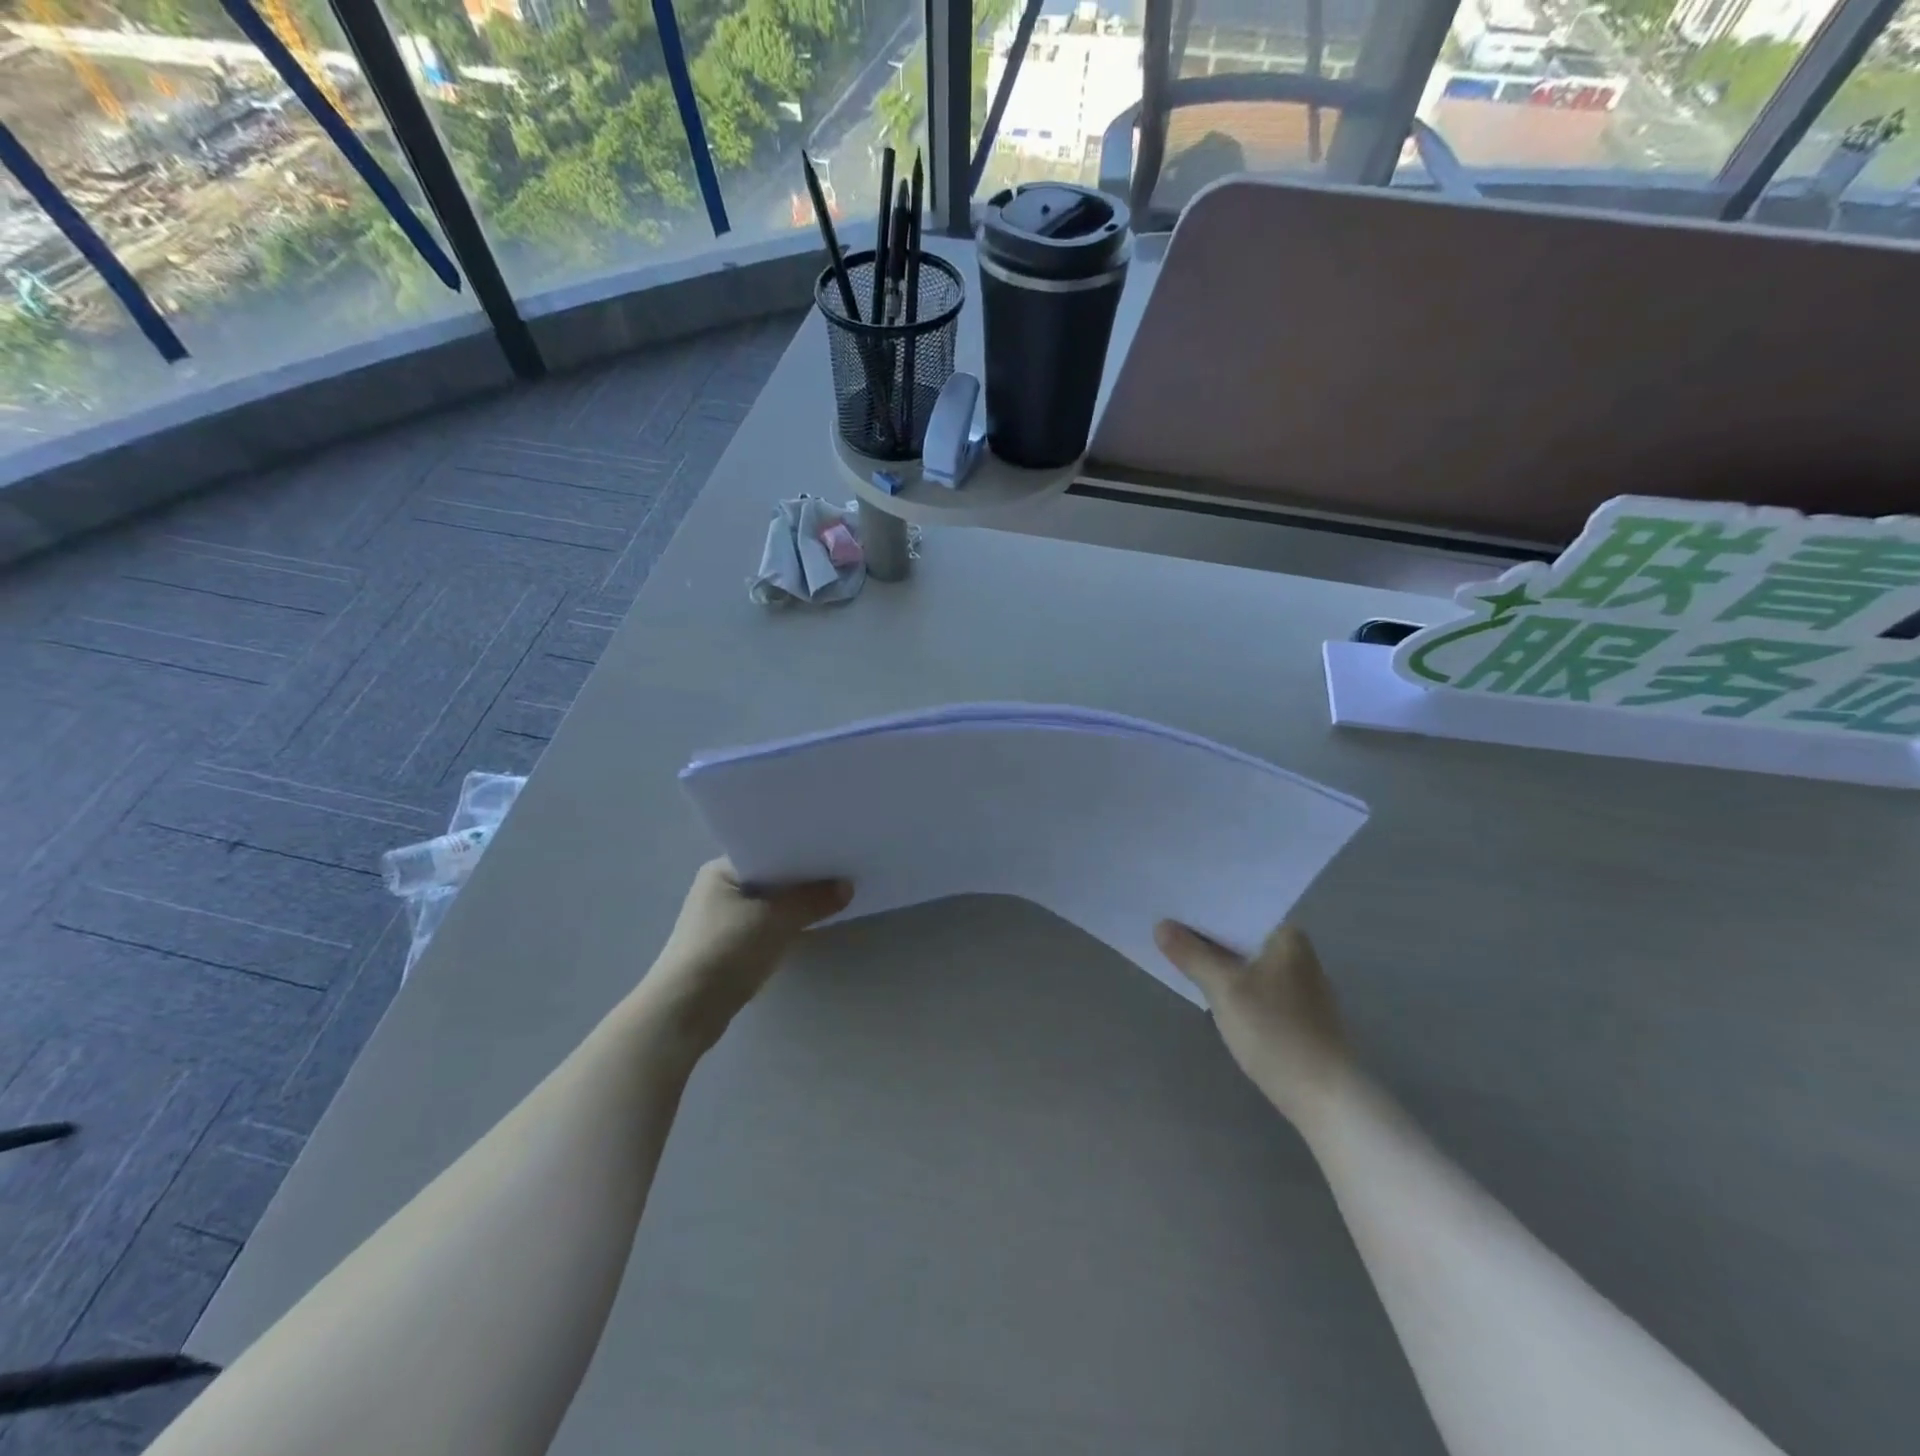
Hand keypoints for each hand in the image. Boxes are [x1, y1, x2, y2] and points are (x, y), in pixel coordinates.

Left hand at [646, 859, 852, 1053]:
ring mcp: (724, 919)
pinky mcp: (731, 946)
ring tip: (836, 895)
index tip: (835, 848)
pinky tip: (813, 924)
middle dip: (804, 878)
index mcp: (722, 870)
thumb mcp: (775, 920)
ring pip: (771, 903)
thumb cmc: (725, 950)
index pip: (769, 849)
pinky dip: (787, 924)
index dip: (802, 849)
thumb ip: (813, 901)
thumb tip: (848, 887)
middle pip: (772, 876)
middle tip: (844, 871)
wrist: (686, 1010)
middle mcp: (720, 888)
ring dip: (796, 904)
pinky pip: (767, 925)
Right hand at [1154, 920, 1352, 1131]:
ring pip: (1244, 958)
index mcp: (1286, 935)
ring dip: (1214, 957)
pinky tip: (1204, 984)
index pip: (1237, 907)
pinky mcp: (1292, 1009)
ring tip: (1175, 950)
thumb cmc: (1275, 1031)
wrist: (1323, 1096)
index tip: (1168, 903)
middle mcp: (1295, 951)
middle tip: (1162, 924)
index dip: (1201, 905)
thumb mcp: (1224, 989)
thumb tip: (1161, 926)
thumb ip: (1191, 954)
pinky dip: (1229, 979)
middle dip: (1204, 933)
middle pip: (1239, 932)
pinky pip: (1251, 980)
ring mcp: (1296, 981)